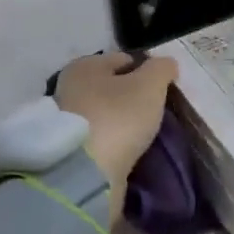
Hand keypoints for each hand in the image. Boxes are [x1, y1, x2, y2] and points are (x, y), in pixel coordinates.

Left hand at [55, 52, 179, 213]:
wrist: (85, 173)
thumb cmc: (117, 116)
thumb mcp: (149, 85)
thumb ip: (161, 69)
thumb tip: (167, 64)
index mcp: (84, 66)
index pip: (123, 60)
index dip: (146, 71)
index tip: (163, 89)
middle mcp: (69, 89)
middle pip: (111, 88)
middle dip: (132, 97)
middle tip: (156, 112)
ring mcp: (66, 122)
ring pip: (106, 115)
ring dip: (123, 122)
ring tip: (146, 134)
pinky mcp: (69, 151)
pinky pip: (101, 140)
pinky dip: (115, 143)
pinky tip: (130, 150)